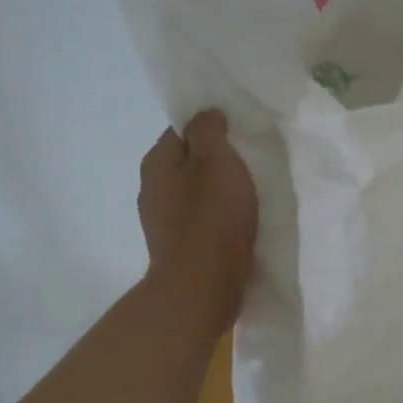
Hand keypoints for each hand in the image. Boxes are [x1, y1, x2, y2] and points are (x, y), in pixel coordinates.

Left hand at [138, 110, 258, 334]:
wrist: (202, 287)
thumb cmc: (211, 218)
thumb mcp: (215, 161)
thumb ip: (209, 131)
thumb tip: (205, 115)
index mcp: (157, 164)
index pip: (181, 131)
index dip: (210, 130)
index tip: (238, 135)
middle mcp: (152, 191)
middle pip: (188, 164)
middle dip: (215, 163)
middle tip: (249, 164)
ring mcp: (164, 224)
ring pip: (196, 195)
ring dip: (219, 194)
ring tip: (250, 196)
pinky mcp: (180, 250)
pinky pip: (202, 223)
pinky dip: (219, 220)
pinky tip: (240, 226)